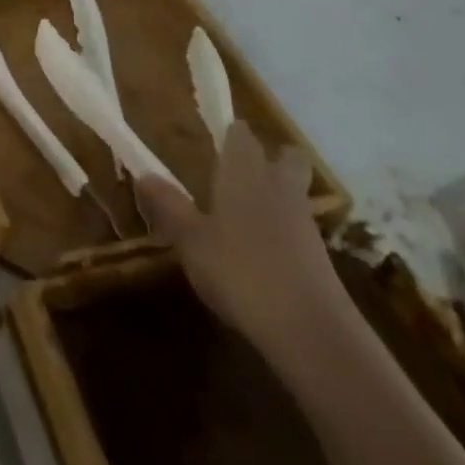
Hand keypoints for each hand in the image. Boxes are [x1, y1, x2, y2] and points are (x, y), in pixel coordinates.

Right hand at [137, 122, 345, 359]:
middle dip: (267, 157)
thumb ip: (169, 205)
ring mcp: (304, 222)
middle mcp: (279, 187)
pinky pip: (298, 226)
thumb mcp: (191, 240)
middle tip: (236, 172)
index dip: (229, 133)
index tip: (213, 139)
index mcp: (245, 173)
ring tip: (240, 215)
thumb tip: (145, 173)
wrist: (311, 332)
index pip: (241, 134)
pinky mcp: (319, 257)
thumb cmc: (240, 272)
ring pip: (293, 191)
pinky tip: (258, 253)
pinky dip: (281, 230)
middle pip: (285, 156)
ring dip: (274, 194)